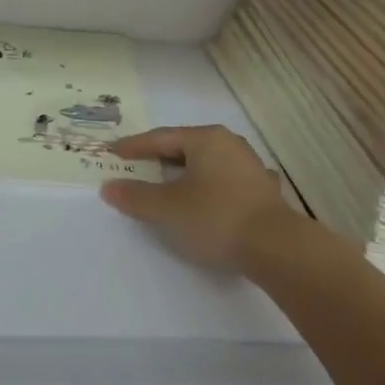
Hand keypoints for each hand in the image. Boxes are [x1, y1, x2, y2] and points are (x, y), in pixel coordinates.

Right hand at [99, 125, 294, 272]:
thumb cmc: (215, 217)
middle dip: (159, 159)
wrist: (276, 247)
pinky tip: (204, 199)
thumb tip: (109, 187)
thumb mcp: (167, 208)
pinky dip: (206, 189)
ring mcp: (250, 167)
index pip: (161, 138)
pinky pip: (224, 183)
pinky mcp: (262, 191)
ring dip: (184, 174)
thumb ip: (136, 196)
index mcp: (206, 139)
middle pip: (185, 148)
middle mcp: (230, 144)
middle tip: (135, 167)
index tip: (113, 153)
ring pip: (206, 165)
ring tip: (166, 185)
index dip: (134, 146)